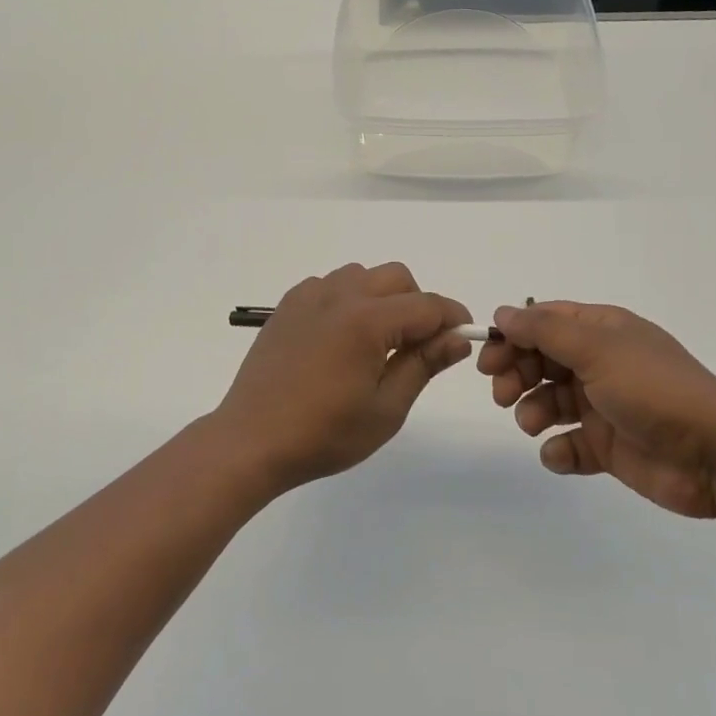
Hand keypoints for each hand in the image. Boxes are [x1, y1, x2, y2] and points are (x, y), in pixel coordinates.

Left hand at [215, 263, 472, 490]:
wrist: (252, 440)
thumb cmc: (324, 434)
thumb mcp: (386, 409)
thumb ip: (423, 365)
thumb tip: (458, 338)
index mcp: (366, 320)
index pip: (427, 305)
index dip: (452, 318)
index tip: (463, 337)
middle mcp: (339, 295)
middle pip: (397, 277)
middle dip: (418, 303)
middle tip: (417, 345)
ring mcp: (309, 296)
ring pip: (362, 275)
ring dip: (382, 297)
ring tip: (377, 341)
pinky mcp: (287, 305)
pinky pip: (330, 285)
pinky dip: (347, 299)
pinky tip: (340, 337)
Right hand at [479, 302, 715, 518]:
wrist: (715, 455)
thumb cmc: (653, 389)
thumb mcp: (597, 348)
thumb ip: (545, 330)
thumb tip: (503, 312)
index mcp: (602, 331)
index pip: (545, 322)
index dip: (513, 336)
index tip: (487, 357)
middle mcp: (600, 363)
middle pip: (541, 361)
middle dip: (516, 374)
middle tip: (502, 394)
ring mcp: (604, 406)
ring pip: (550, 401)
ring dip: (532, 410)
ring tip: (532, 423)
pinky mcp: (608, 447)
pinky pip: (569, 444)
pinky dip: (558, 449)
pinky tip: (561, 454)